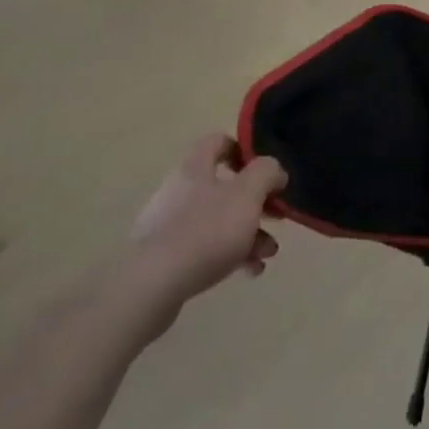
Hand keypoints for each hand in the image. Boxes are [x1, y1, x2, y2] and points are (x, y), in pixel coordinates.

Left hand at [128, 134, 286, 311]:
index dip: (245, 151)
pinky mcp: (163, 258)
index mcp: (195, 167)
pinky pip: (204, 248)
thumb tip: (274, 171)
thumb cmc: (206, 230)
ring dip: (248, 233)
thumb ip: (268, 172)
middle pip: (224, 186)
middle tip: (277, 217)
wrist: (151, 287)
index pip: (219, 141)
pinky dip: (229, 255)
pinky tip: (248, 271)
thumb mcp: (249, 193)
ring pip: (217, 220)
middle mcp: (179, 190)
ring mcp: (168, 225)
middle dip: (255, 203)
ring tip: (268, 254)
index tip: (266, 171)